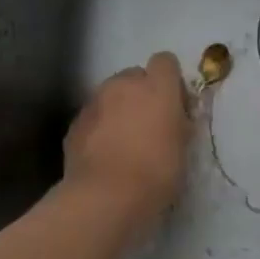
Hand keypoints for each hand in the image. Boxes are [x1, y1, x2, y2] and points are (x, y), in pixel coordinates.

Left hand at [63, 53, 191, 233]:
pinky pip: (93, 116)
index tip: (174, 103)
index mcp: (157, 86)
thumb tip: (176, 116)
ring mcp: (95, 101)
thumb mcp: (183, 147)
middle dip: (141, 93)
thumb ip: (180, 122)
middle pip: (135, 75)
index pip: (165, 61)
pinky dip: (99, 127)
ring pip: (110, 95)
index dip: (170, 79)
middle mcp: (124, 85)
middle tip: (149, 124)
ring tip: (124, 141)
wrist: (105, 196)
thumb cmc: (156, 171)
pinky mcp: (75, 123)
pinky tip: (104, 154)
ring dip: (119, 109)